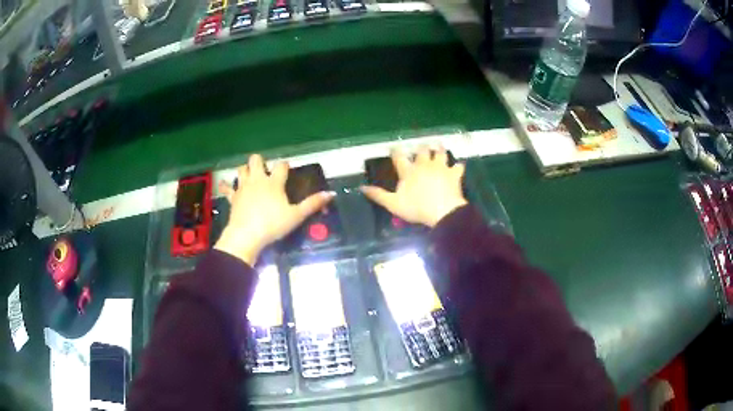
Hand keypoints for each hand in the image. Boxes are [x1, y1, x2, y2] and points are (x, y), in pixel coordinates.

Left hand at [214, 154, 333, 265]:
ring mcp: (243, 187)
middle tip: (264, 170)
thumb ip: (312, 204)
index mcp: (274, 182)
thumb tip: (331, 194)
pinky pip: (227, 188)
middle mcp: (258, 180)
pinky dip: (226, 186)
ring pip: (241, 169)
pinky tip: (226, 185)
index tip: (286, 169)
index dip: (284, 165)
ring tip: (249, 175)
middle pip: (256, 160)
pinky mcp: (233, 197)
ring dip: (245, 170)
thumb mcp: (296, 216)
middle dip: (259, 161)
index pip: (281, 165)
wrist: (247, 235)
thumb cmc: (273, 225)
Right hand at [361, 145, 466, 227]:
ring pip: (440, 153)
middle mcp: (424, 165)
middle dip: (421, 147)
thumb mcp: (393, 204)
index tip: (394, 146)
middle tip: (421, 145)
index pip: (399, 157)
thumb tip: (362, 187)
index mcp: (408, 171)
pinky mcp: (454, 174)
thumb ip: (378, 195)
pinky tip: (458, 166)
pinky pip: (458, 167)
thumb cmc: (416, 208)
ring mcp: (440, 167)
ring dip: (439, 149)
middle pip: (422, 151)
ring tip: (438, 145)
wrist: (442, 211)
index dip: (396, 151)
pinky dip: (458, 166)